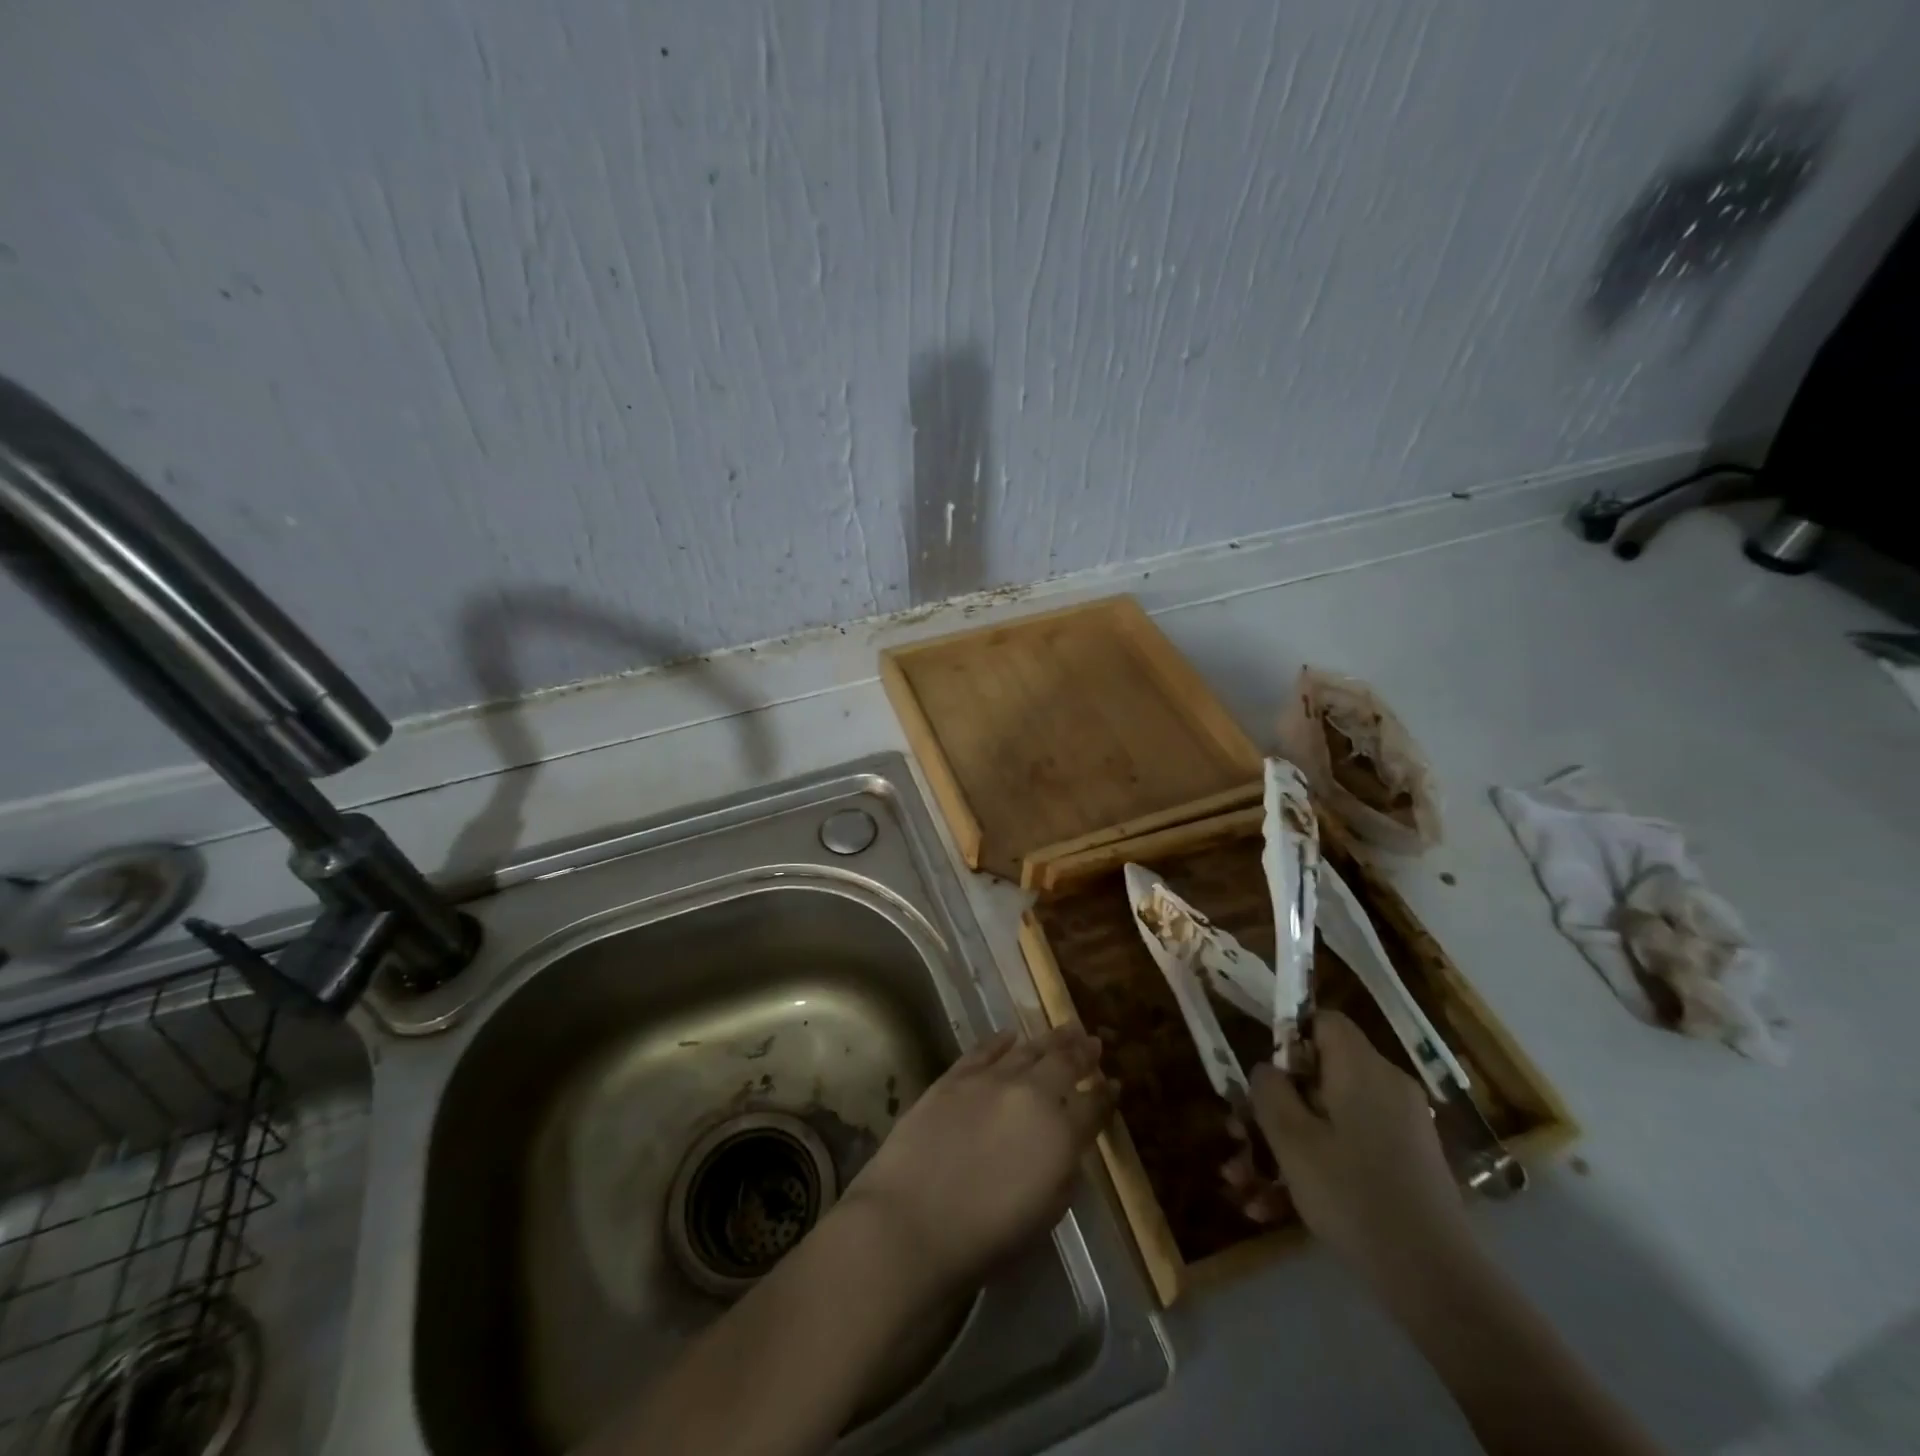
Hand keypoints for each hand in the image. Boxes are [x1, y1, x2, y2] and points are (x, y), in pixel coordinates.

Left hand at [843, 1026, 1115, 1293]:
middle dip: (1082, 1052)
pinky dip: (1000, 1041)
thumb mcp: (1044, 1217)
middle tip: (1092, 1041)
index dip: (1105, 1094)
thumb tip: (1066, 1149)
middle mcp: (1030, 1095)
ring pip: (1027, 1049)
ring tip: (1063, 1029)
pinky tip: (1009, 1035)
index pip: (1092, 1106)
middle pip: (1063, 1063)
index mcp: (1060, 1134)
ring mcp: (990, 1080)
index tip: (1113, 1083)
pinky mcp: (954, 1077)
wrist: (912, 1222)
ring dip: (1049, 1039)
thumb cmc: (985, 1238)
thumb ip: (1063, 1176)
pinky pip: (984, 1050)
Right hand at [1247, 1011, 1468, 1280]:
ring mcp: (1400, 1129)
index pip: (1324, 1021)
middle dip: (1273, 1107)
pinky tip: (1273, 1210)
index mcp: (1362, 1068)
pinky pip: (1349, 1149)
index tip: (1264, 1077)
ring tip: (1244, 1185)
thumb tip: (1267, 1069)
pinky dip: (1315, 1168)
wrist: (1435, 1280)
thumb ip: (1269, 1091)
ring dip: (1284, 1146)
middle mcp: (1386, 1088)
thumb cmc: (1353, 1195)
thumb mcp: (1292, 1139)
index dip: (1289, 1038)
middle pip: (1319, 1075)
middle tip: (1238, 1136)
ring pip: (1328, 1120)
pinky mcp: (1405, 1165)